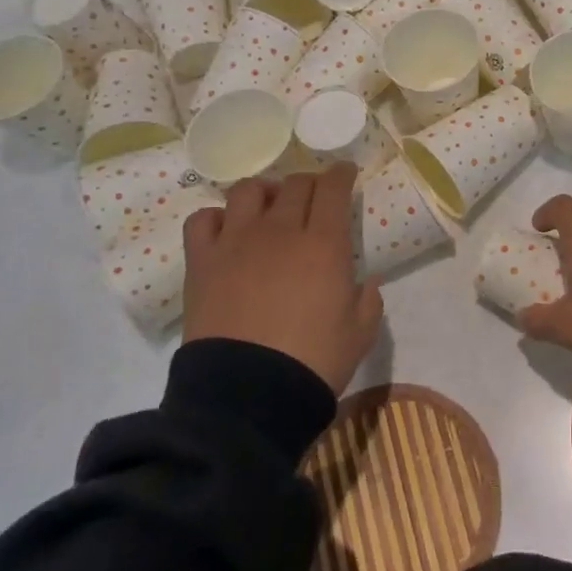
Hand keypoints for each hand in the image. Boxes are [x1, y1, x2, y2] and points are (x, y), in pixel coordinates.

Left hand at [181, 162, 382, 394]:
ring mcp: (236, 242)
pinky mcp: (202, 262)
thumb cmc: (314, 362)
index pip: (333, 188)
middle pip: (295, 184)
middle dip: (309, 184)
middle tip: (313, 198)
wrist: (248, 396)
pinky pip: (203, 220)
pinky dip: (216, 218)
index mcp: (324, 244)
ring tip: (268, 208)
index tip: (345, 174)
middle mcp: (280, 231)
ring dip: (264, 192)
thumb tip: (368, 282)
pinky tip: (226, 231)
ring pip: (248, 191)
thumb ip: (369, 300)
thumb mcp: (360, 333)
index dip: (341, 175)